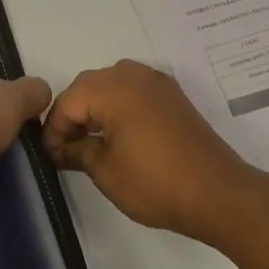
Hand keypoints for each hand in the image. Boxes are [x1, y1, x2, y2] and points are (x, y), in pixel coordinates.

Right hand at [43, 60, 257, 239]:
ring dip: (96, 110)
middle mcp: (134, 75)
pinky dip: (120, 108)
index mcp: (112, 88)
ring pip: (111, 86)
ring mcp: (157, 83)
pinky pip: (134, 92)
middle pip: (88, 87)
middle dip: (73, 116)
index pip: (67, 102)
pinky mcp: (173, 97)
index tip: (50, 157)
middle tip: (66, 150)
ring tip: (91, 144)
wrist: (218, 194)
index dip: (54, 130)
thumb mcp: (104, 170)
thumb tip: (60, 149)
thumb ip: (76, 152)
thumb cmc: (155, 182)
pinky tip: (118, 137)